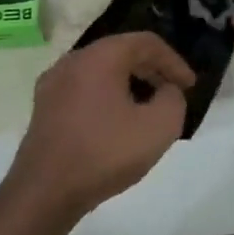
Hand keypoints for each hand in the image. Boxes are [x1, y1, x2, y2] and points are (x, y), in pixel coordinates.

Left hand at [6, 33, 195, 216]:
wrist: (44, 192)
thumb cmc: (104, 153)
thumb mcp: (159, 127)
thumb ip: (174, 100)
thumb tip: (167, 91)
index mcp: (99, 57)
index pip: (145, 42)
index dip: (174, 61)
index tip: (189, 86)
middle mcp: (72, 60)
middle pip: (121, 53)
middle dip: (152, 70)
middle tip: (173, 94)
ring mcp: (53, 84)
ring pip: (101, 71)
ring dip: (130, 84)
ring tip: (148, 109)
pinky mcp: (44, 108)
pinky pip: (84, 90)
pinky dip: (107, 97)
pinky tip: (117, 124)